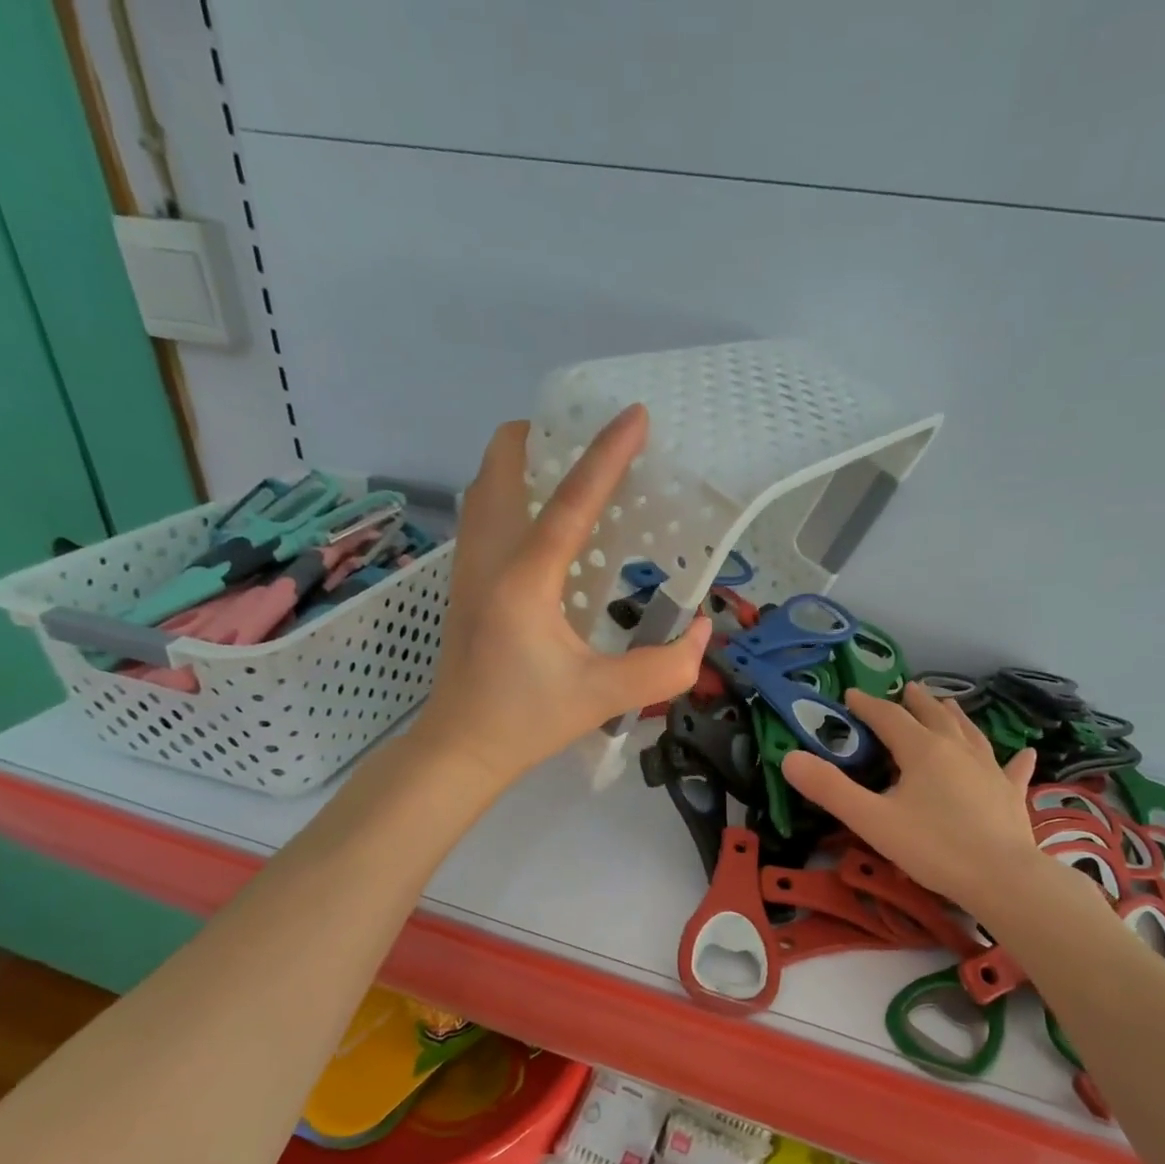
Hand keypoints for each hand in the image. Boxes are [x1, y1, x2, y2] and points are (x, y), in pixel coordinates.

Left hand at [415, 406, 710, 785]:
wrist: (460, 748)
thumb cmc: (526, 721)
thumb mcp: (604, 698)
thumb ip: (664, 667)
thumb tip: (704, 632)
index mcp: (523, 580)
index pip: (570, 502)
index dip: (606, 456)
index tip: (636, 414)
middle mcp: (487, 558)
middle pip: (501, 465)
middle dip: (543, 437)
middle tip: (590, 443)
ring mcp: (468, 566)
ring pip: (486, 485)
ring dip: (524, 463)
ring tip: (570, 471)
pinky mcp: (464, 581)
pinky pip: (484, 512)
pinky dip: (512, 492)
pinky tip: (545, 522)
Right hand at [782, 684, 1101, 925]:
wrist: (1002, 879)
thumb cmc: (933, 848)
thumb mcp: (872, 820)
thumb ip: (830, 789)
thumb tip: (789, 758)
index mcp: (922, 750)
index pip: (889, 717)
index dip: (868, 705)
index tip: (851, 696)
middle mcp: (957, 749)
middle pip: (934, 716)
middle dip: (916, 702)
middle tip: (906, 688)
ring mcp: (989, 770)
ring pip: (970, 733)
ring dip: (955, 716)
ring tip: (948, 704)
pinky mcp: (1010, 795)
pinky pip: (1011, 769)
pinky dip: (1014, 758)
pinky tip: (1024, 752)